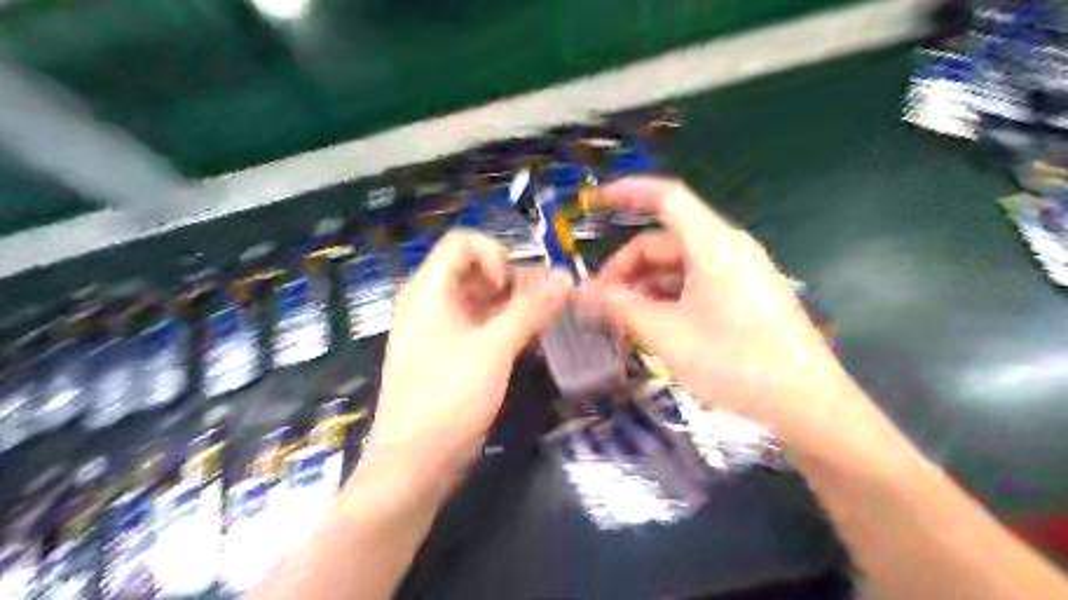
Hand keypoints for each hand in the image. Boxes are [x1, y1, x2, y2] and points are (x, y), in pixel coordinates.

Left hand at [369, 232, 571, 484]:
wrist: (416, 463)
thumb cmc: (449, 397)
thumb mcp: (494, 348)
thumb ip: (531, 309)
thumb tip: (565, 278)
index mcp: (429, 290)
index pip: (463, 243)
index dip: (495, 255)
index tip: (514, 287)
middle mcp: (433, 303)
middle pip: (478, 270)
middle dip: (517, 280)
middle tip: (551, 303)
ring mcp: (443, 330)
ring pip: (485, 300)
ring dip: (518, 304)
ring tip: (550, 319)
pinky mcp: (453, 354)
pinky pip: (484, 326)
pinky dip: (509, 326)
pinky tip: (532, 338)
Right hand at [575, 179, 857, 440]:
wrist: (807, 403)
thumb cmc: (735, 361)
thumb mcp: (666, 334)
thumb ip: (620, 308)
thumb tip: (583, 294)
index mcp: (712, 244)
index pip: (666, 198)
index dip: (628, 193)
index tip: (596, 202)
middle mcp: (727, 249)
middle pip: (664, 242)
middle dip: (627, 268)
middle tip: (600, 304)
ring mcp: (738, 273)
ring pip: (677, 267)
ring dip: (644, 288)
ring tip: (622, 321)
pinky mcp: (744, 295)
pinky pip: (695, 285)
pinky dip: (668, 298)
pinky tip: (652, 326)